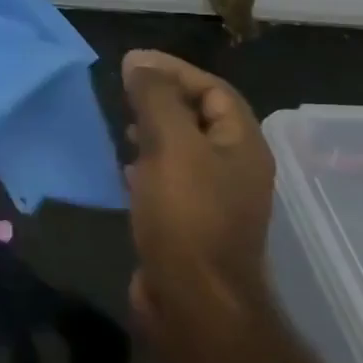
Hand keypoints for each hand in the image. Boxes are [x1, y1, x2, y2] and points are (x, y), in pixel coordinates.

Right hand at [121, 50, 273, 332]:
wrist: (193, 302)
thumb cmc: (186, 215)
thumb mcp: (169, 144)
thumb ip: (154, 97)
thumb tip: (138, 61)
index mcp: (241, 146)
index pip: (214, 90)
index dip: (175, 70)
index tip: (132, 63)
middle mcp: (235, 169)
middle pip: (199, 117)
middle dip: (162, 98)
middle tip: (123, 92)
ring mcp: (214, 199)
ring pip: (182, 148)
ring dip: (152, 131)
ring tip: (120, 125)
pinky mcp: (190, 223)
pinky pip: (170, 178)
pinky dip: (147, 163)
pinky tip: (124, 168)